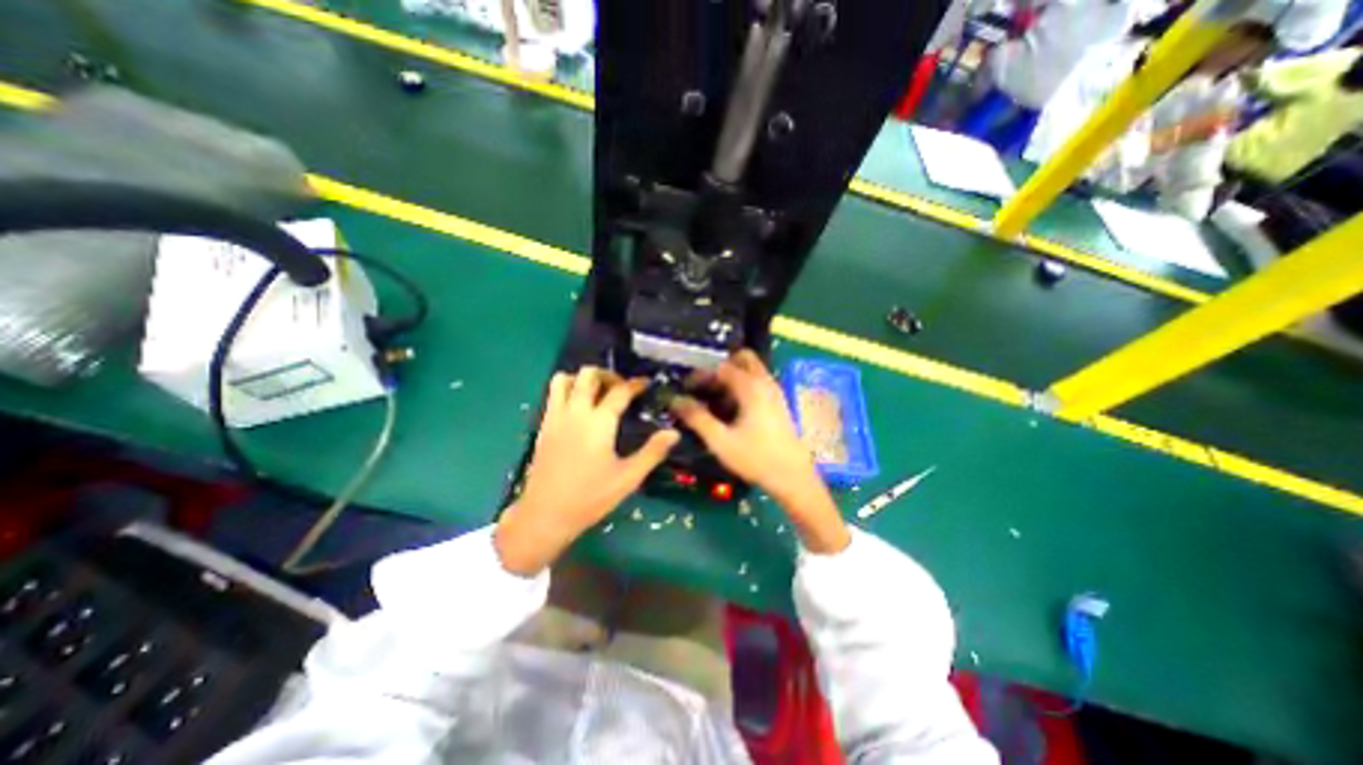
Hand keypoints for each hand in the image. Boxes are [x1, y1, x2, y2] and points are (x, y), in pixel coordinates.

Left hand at [497, 368, 674, 574]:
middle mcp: (576, 412)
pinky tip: (579, 408)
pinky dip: (567, 389)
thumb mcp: (628, 478)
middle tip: (621, 388)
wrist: (545, 514)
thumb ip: (652, 452)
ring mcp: (555, 416)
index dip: (635, 384)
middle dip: (608, 374)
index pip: (620, 391)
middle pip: (589, 375)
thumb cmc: (590, 497)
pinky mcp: (543, 425)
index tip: (646, 383)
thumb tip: (674, 433)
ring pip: (564, 379)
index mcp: (599, 422)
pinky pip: (552, 394)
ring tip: (597, 392)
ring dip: (582, 378)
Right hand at [674, 349, 849, 553]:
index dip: (701, 374)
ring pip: (751, 370)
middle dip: (721, 367)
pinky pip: (758, 383)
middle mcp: (765, 382)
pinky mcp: (778, 404)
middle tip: (704, 385)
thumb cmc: (756, 458)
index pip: (721, 367)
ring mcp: (774, 392)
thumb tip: (676, 400)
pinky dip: (742, 387)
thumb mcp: (720, 440)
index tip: (685, 388)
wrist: (793, 478)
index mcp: (751, 387)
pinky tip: (730, 410)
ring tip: (713, 399)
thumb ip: (697, 418)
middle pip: (742, 358)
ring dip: (732, 377)